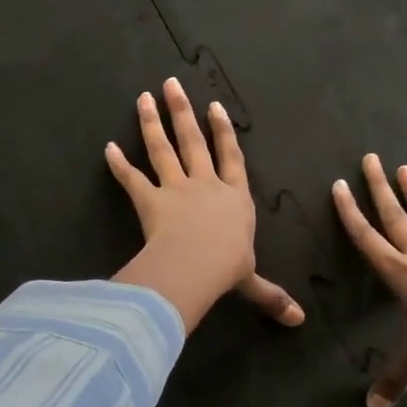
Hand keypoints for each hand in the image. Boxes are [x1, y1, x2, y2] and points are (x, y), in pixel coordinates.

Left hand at [108, 77, 304, 333]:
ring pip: (162, 150)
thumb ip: (270, 296)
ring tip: (144, 97)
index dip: (223, 132)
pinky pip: (132, 179)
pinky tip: (107, 147)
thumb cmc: (228, 268)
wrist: (197, 265)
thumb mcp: (251, 281)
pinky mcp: (150, 201)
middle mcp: (206, 185)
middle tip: (172, 84)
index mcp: (234, 198)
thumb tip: (299, 321)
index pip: (231, 158)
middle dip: (183, 112)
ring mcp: (176, 189)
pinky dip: (119, 165)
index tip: (215, 106)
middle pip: (193, 142)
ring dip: (152, 123)